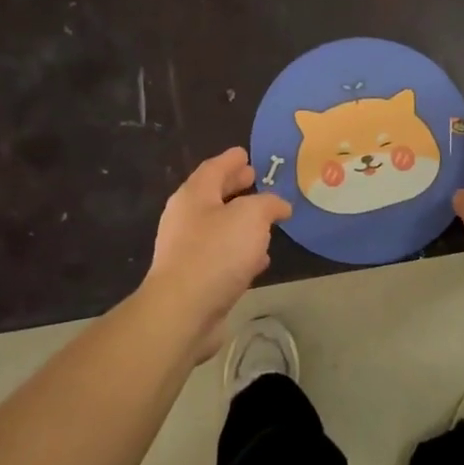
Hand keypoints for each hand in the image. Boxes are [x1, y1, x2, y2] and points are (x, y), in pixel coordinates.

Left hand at [145, 147, 291, 355]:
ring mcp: (187, 250)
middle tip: (255, 179)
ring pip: (219, 227)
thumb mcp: (251, 216)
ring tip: (264, 219)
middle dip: (235, 187)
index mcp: (194, 196)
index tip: (245, 153)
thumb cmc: (216, 253)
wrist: (183, 311)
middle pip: (213, 195)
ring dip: (240, 221)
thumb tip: (280, 205)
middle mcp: (186, 219)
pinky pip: (222, 255)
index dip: (231, 160)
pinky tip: (259, 258)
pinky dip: (240, 251)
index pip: (214, 168)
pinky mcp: (195, 279)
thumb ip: (268, 204)